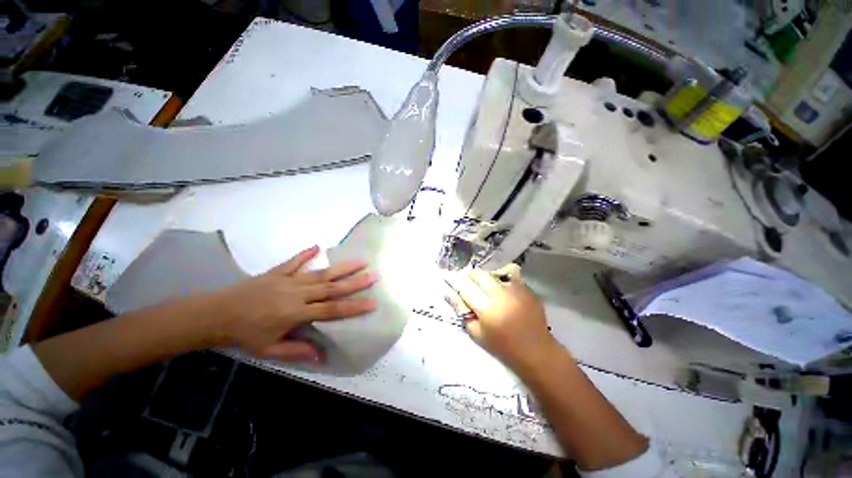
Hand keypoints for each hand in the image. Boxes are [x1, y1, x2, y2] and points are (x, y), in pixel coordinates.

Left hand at [212, 245, 376, 362]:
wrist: (215, 314)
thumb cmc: (244, 335)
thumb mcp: (269, 350)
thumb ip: (297, 350)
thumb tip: (322, 356)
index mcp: (296, 313)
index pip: (332, 309)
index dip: (353, 307)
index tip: (372, 303)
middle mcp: (297, 293)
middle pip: (332, 287)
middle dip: (355, 282)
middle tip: (374, 275)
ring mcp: (288, 280)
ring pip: (320, 273)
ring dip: (342, 267)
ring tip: (360, 261)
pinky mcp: (277, 272)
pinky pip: (294, 261)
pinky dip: (305, 254)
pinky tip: (317, 246)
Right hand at [444, 264, 559, 371]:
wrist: (536, 351)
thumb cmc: (502, 347)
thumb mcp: (476, 333)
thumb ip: (461, 310)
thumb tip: (448, 292)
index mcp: (487, 308)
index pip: (465, 286)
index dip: (454, 279)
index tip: (447, 276)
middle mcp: (501, 294)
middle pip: (479, 274)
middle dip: (468, 275)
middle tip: (465, 283)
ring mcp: (516, 289)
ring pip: (492, 273)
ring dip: (483, 278)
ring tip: (482, 287)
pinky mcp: (526, 288)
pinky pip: (508, 276)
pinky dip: (499, 279)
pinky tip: (499, 289)